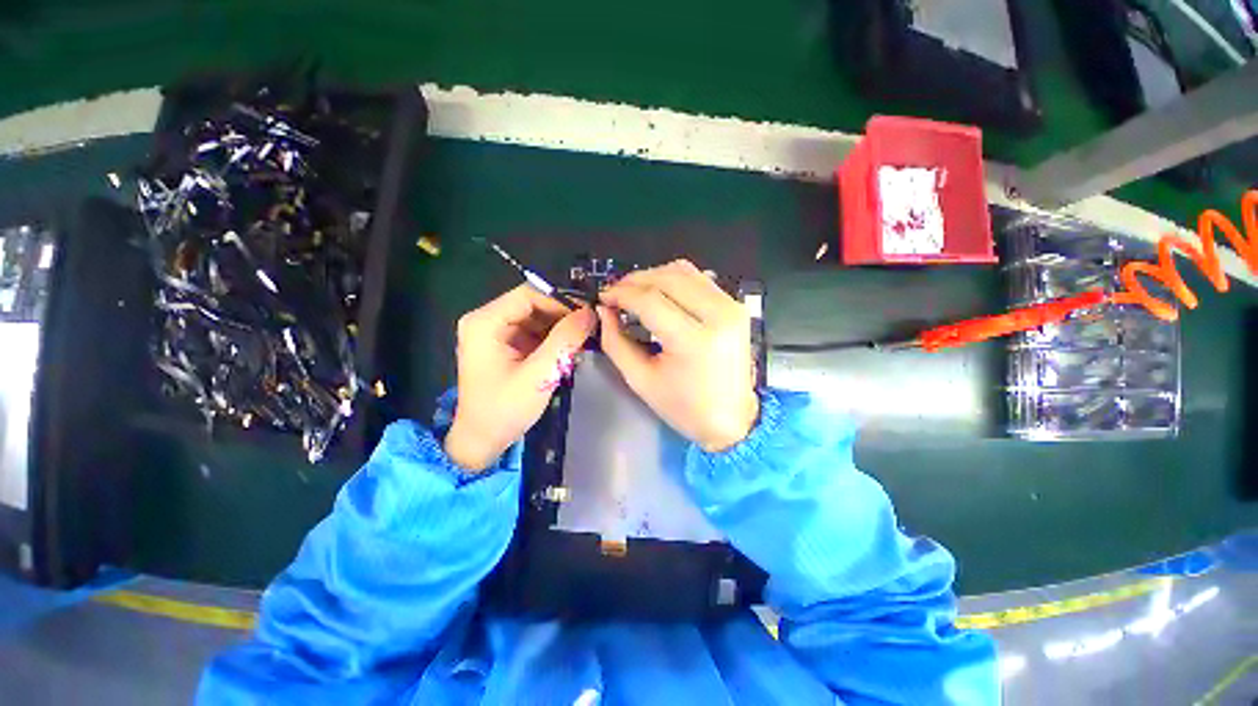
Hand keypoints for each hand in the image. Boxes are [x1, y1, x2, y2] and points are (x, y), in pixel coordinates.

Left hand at [445, 286, 594, 470]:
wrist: (482, 441)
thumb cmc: (504, 409)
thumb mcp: (539, 374)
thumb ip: (565, 340)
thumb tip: (590, 312)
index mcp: (485, 322)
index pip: (529, 295)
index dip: (561, 301)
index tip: (589, 313)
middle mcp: (487, 321)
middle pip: (532, 305)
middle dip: (563, 315)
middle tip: (591, 327)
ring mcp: (495, 334)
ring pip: (536, 318)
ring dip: (560, 327)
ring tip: (584, 338)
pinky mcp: (505, 346)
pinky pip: (533, 332)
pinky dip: (553, 338)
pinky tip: (569, 348)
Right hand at [598, 260, 758, 452]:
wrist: (732, 419)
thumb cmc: (684, 407)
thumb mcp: (641, 380)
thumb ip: (615, 342)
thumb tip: (604, 310)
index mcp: (694, 341)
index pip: (649, 300)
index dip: (621, 294)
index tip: (603, 298)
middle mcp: (718, 315)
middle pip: (667, 278)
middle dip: (634, 280)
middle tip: (615, 293)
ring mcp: (731, 307)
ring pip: (684, 271)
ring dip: (653, 276)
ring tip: (634, 292)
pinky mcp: (735, 306)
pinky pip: (699, 279)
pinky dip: (674, 280)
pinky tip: (660, 293)